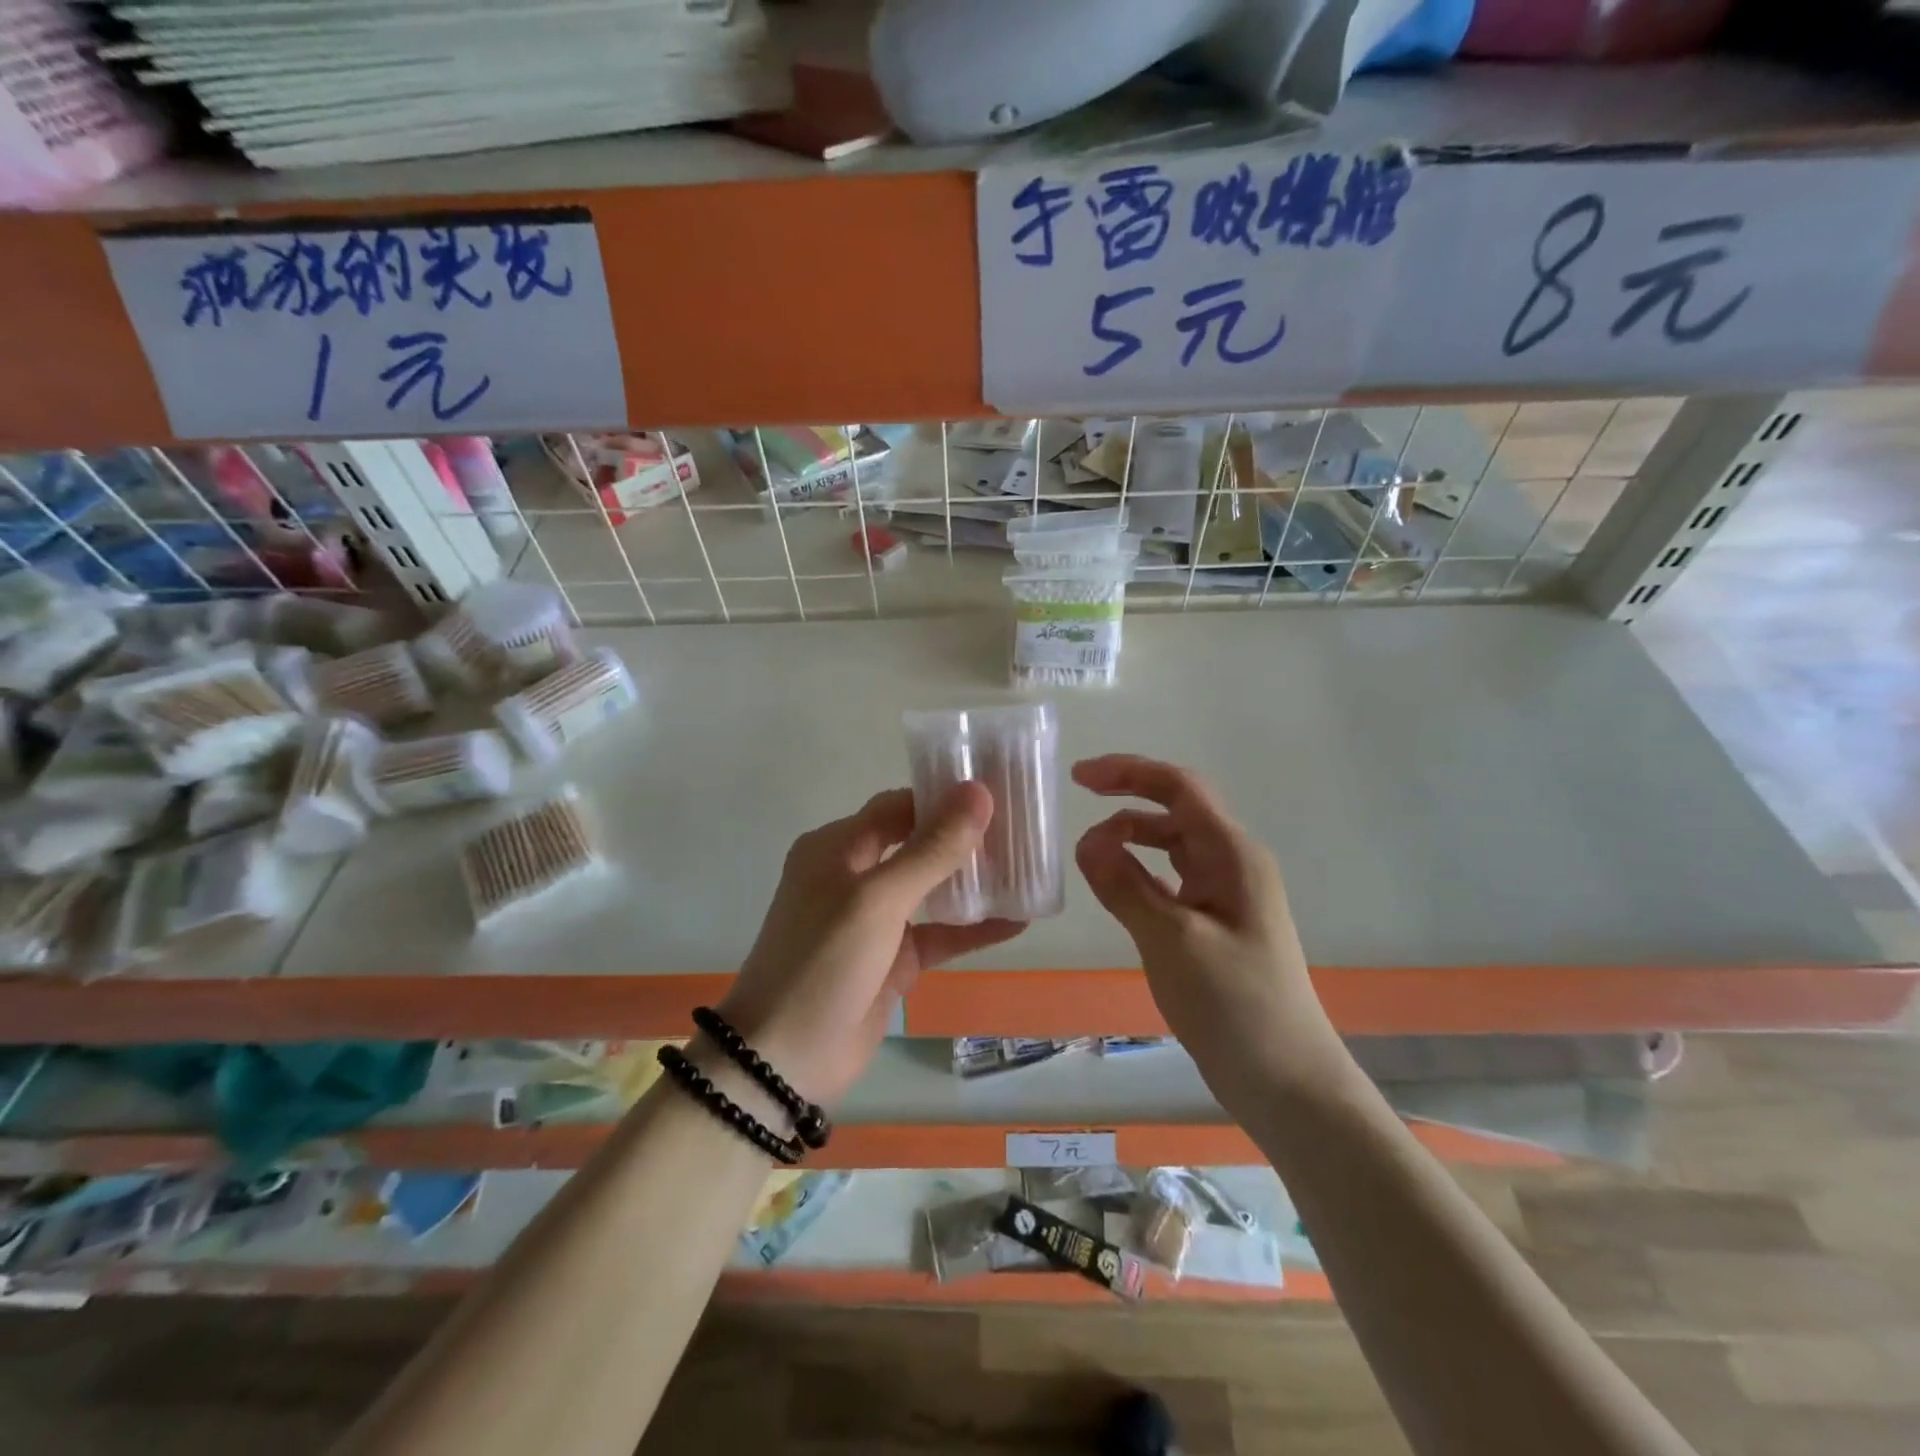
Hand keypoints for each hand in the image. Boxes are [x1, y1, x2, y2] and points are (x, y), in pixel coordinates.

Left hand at [718, 783, 1023, 1106]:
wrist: (784, 1061)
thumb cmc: (823, 963)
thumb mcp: (878, 899)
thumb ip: (931, 849)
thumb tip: (978, 793)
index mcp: (837, 848)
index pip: (898, 807)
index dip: (943, 798)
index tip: (996, 794)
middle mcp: (855, 875)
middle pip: (917, 843)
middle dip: (964, 837)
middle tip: (1020, 828)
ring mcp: (875, 920)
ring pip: (932, 888)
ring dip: (973, 881)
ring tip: (1027, 867)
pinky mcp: (893, 960)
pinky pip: (939, 934)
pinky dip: (973, 928)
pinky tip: (1018, 922)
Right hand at [1073, 755, 1344, 1098]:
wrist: (1286, 1082)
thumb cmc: (1233, 1004)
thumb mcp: (1171, 940)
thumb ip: (1125, 885)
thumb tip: (1085, 840)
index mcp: (1232, 855)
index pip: (1179, 788)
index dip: (1129, 772)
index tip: (1078, 777)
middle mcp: (1233, 864)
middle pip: (1175, 812)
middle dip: (1127, 802)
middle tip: (1077, 810)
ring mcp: (1227, 896)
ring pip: (1172, 848)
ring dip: (1132, 840)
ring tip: (1091, 856)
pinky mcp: (1216, 925)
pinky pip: (1172, 881)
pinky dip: (1141, 874)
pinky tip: (1118, 889)